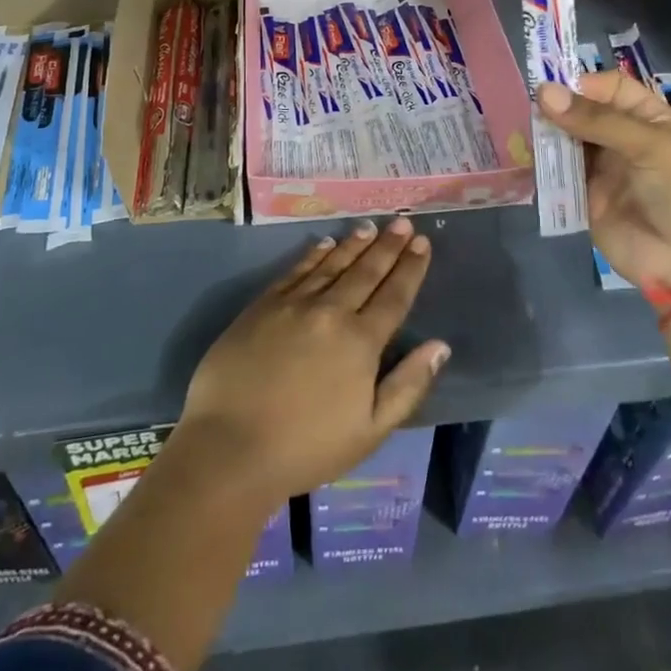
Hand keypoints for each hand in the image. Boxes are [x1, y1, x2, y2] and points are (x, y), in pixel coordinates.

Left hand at [177, 217, 448, 502]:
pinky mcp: (263, 306)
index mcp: (361, 342)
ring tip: (369, 227)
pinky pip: (296, 270)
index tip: (422, 242)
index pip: (394, 295)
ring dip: (354, 244)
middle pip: (365, 271)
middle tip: (401, 221)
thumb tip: (440, 346)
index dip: (410, 267)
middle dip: (387, 246)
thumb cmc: (306, 448)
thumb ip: (408, 385)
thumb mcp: (370, 431)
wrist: (230, 446)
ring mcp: (294, 304)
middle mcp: (331, 312)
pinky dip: (314, 255)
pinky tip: (325, 244)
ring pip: (332, 264)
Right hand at [538, 72, 670, 293]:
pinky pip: (557, 176)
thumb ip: (596, 120)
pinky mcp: (583, 198)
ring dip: (544, 137)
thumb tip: (543, 93)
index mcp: (647, 119)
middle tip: (526, 112)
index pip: (608, 88)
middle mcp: (621, 139)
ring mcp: (601, 170)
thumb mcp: (649, 147)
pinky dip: (540, 167)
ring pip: (565, 142)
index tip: (553, 91)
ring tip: (520, 134)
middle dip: (556, 110)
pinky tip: (522, 160)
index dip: (583, 85)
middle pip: (581, 113)